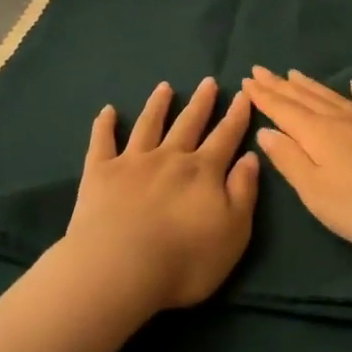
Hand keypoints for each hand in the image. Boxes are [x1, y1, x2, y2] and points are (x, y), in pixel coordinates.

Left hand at [62, 77, 260, 311]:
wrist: (120, 269)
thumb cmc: (185, 260)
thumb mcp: (233, 232)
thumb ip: (244, 192)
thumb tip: (251, 157)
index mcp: (204, 171)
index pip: (226, 137)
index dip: (236, 116)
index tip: (243, 94)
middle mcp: (170, 157)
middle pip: (189, 123)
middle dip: (201, 103)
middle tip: (208, 81)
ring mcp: (133, 162)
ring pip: (149, 125)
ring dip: (158, 105)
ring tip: (164, 87)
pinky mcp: (100, 173)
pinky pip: (102, 141)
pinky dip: (104, 124)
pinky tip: (107, 111)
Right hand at [242, 67, 351, 259]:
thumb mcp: (316, 192)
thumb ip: (289, 160)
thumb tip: (266, 132)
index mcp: (316, 134)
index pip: (282, 110)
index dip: (263, 96)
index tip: (246, 79)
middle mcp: (340, 120)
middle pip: (304, 98)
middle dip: (280, 85)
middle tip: (261, 70)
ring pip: (333, 98)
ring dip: (311, 85)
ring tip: (294, 73)